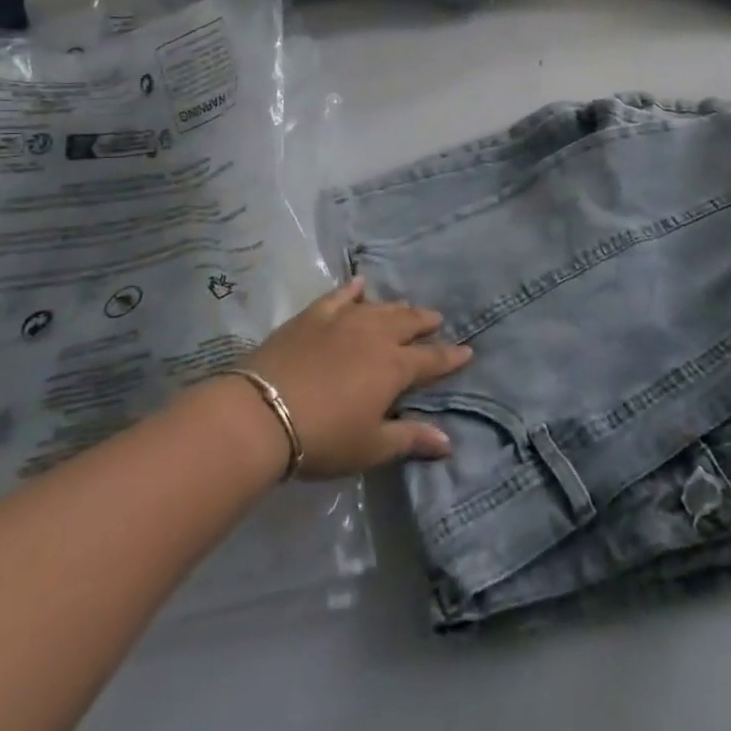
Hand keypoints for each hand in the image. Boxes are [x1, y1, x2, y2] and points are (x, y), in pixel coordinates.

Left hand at [240, 279, 471, 479]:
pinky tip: (359, 283)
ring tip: (405, 307)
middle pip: (408, 323)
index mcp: (394, 367)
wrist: (263, 413)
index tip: (467, 350)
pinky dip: (352, 289)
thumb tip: (448, 441)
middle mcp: (375, 335)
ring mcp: (344, 320)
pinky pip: (339, 295)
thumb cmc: (324, 437)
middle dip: (425, 321)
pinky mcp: (314, 315)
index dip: (450, 356)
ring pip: (379, 307)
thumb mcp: (371, 446)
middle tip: (436, 319)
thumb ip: (410, 439)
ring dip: (396, 307)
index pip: (431, 359)